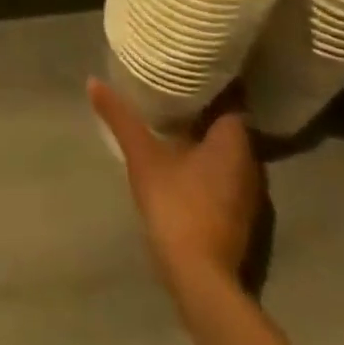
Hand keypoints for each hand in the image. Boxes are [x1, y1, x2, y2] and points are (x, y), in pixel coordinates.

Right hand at [88, 78, 260, 305]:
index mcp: (234, 141)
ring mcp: (249, 193)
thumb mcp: (143, 156)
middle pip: (231, 123)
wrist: (201, 279)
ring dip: (207, 134)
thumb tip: (93, 81)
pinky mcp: (241, 215)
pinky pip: (227, 172)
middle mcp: (251, 163)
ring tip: (177, 115)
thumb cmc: (177, 206)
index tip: (191, 65)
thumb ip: (120, 117)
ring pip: (229, 150)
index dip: (214, 80)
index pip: (232, 98)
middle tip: (177, 85)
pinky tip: (184, 155)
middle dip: (207, 105)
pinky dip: (209, 159)